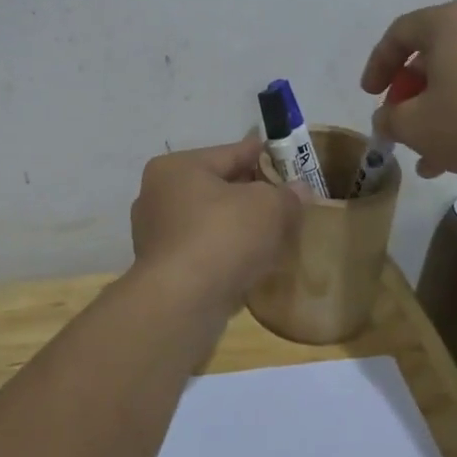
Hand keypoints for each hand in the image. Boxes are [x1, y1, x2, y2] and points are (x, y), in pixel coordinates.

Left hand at [129, 137, 304, 313]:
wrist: (182, 303)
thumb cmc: (222, 237)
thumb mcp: (269, 206)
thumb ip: (287, 195)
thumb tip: (299, 191)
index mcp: (177, 169)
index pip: (230, 153)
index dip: (263, 154)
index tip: (285, 156)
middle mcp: (158, 197)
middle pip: (218, 188)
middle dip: (252, 194)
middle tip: (286, 199)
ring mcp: (157, 236)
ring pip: (211, 222)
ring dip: (240, 227)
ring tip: (275, 232)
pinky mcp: (163, 271)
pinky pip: (205, 252)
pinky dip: (228, 254)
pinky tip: (254, 263)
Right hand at [360, 0, 456, 182]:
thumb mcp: (415, 125)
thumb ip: (389, 118)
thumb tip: (388, 117)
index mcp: (450, 22)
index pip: (399, 33)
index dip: (377, 65)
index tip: (370, 95)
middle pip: (431, 54)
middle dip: (408, 92)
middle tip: (397, 120)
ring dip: (434, 109)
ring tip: (422, 151)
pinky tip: (453, 155)